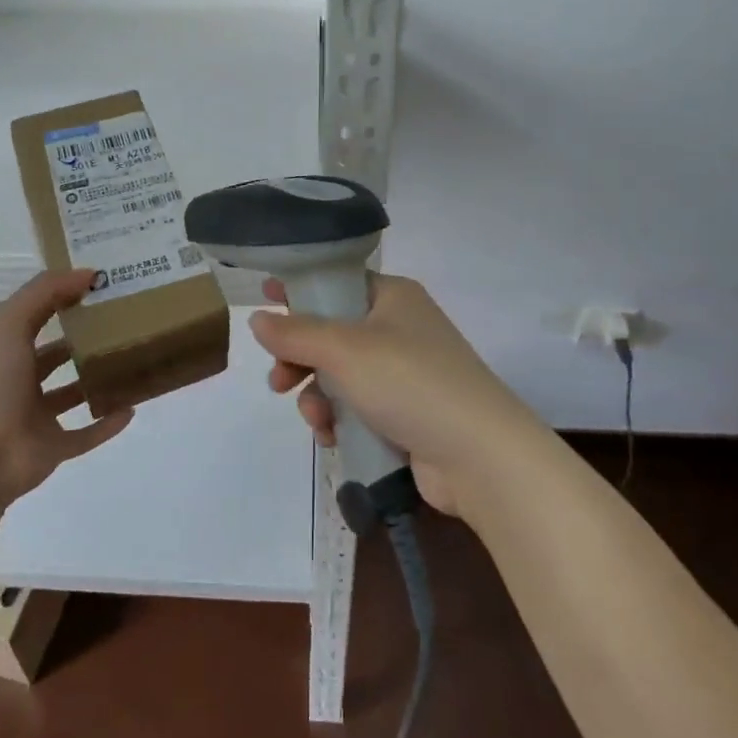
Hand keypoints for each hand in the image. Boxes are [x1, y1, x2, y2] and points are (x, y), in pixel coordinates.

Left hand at [0, 269, 134, 508]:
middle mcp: (19, 381)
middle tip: (124, 324)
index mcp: (6, 350)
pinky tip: (132, 408)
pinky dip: (107, 424)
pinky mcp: (54, 447)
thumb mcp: (10, 322)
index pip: (37, 317)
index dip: (63, 299)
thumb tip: (88, 273)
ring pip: (72, 395)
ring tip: (131, 362)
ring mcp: (37, 417)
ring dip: (96, 382)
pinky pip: (86, 435)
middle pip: (55, 357)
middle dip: (83, 342)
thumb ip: (45, 292)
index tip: (100, 286)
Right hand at [249, 273, 541, 515]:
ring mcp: (404, 373)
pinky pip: (357, 407)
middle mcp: (399, 329)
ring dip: (317, 396)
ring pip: (339, 375)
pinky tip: (332, 437)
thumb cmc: (409, 382)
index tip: (264, 298)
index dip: (300, 289)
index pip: (337, 282)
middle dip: (299, 358)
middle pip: (331, 333)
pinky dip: (339, 419)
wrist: (480, 456)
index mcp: (392, 297)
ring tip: (315, 418)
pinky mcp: (405, 414)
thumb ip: (295, 333)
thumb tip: (258, 320)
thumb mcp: (344, 350)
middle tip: (278, 380)